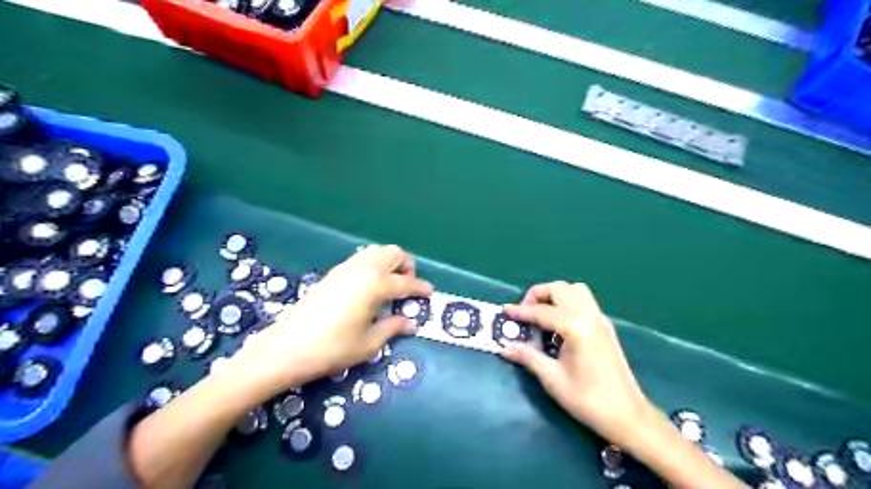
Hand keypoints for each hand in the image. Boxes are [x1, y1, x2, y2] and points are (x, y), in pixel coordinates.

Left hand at [228, 246, 430, 402]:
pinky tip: (369, 287)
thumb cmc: (333, 348)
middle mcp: (364, 269)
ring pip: (377, 251)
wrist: (287, 347)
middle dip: (407, 266)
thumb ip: (393, 327)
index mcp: (376, 285)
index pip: (407, 282)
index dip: (421, 288)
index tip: (430, 294)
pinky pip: (362, 258)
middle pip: (394, 253)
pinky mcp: (333, 273)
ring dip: (390, 262)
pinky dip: (373, 265)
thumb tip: (410, 322)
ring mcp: (346, 268)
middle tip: (408, 287)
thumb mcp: (369, 343)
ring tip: (390, 285)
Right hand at [500, 281, 656, 443]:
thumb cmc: (588, 400)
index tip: (504, 311)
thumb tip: (505, 346)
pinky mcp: (605, 326)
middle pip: (560, 289)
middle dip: (537, 295)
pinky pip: (584, 301)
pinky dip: (567, 303)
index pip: (542, 311)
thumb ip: (528, 357)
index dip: (520, 311)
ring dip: (554, 295)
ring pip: (575, 290)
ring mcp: (600, 319)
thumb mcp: (553, 379)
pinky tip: (558, 324)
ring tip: (541, 314)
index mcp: (576, 328)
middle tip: (524, 314)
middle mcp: (590, 316)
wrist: (628, 416)